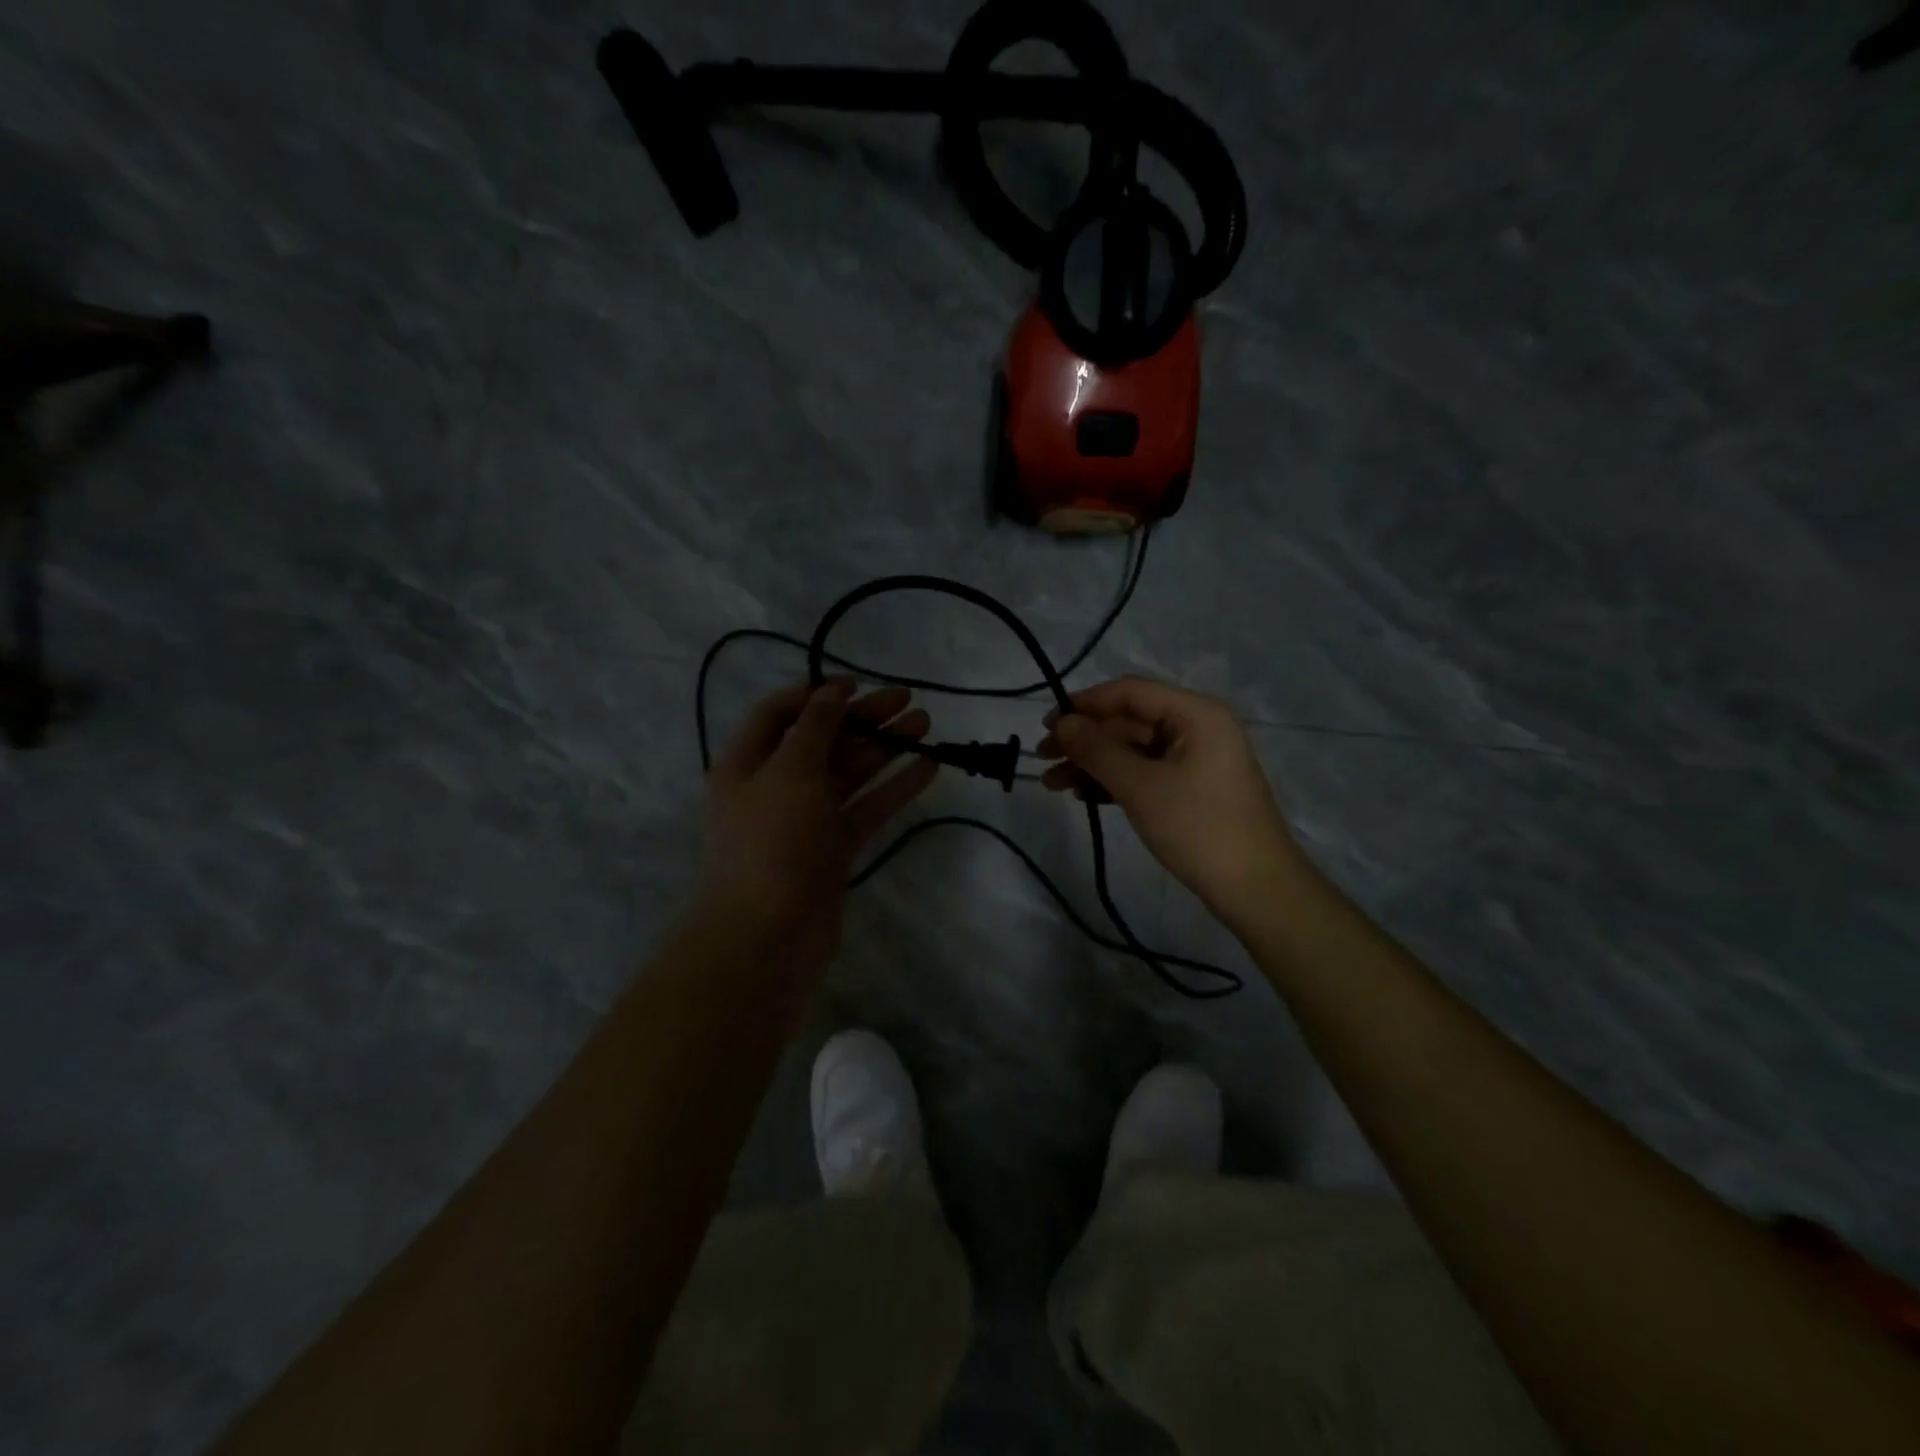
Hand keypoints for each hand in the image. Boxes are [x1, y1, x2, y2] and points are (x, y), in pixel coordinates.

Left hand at [695, 680, 938, 990]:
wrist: (767, 938)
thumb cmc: (772, 844)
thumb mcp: (789, 773)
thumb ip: (815, 728)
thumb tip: (832, 692)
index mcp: (747, 764)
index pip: (778, 714)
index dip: (815, 694)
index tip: (855, 684)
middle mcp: (775, 787)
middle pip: (822, 741)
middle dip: (862, 719)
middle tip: (908, 700)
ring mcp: (806, 821)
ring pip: (849, 774)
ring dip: (884, 749)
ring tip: (925, 726)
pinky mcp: (833, 850)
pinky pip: (866, 809)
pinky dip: (894, 788)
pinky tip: (927, 768)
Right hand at [1036, 677, 1302, 930]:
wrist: (1256, 889)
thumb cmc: (1198, 828)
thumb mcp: (1140, 786)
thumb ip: (1097, 750)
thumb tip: (1062, 723)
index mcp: (1194, 713)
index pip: (1129, 692)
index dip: (1083, 704)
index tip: (1045, 724)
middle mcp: (1197, 727)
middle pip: (1129, 721)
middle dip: (1084, 739)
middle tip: (1043, 758)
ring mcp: (1196, 759)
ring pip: (1133, 750)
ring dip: (1093, 763)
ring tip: (1053, 784)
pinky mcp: (1192, 788)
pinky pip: (1145, 772)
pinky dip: (1114, 781)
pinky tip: (1084, 795)